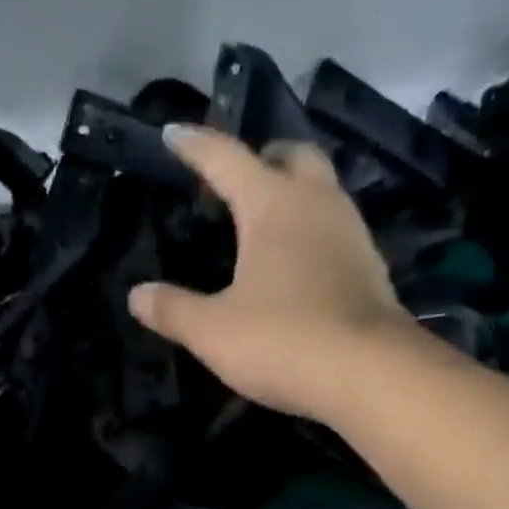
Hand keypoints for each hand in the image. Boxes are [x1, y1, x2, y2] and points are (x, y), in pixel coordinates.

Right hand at [126, 125, 412, 423]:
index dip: (196, 146)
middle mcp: (317, 203)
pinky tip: (304, 265)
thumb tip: (137, 295)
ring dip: (296, 194)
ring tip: (271, 223)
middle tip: (240, 178)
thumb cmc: (282, 341)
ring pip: (323, 191)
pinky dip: (315, 234)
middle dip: (264, 157)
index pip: (226, 157)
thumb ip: (173, 310)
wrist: (368, 374)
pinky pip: (338, 232)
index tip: (174, 133)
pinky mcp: (372, 269)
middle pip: (292, 156)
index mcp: (272, 204)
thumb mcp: (213, 332)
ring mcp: (351, 233)